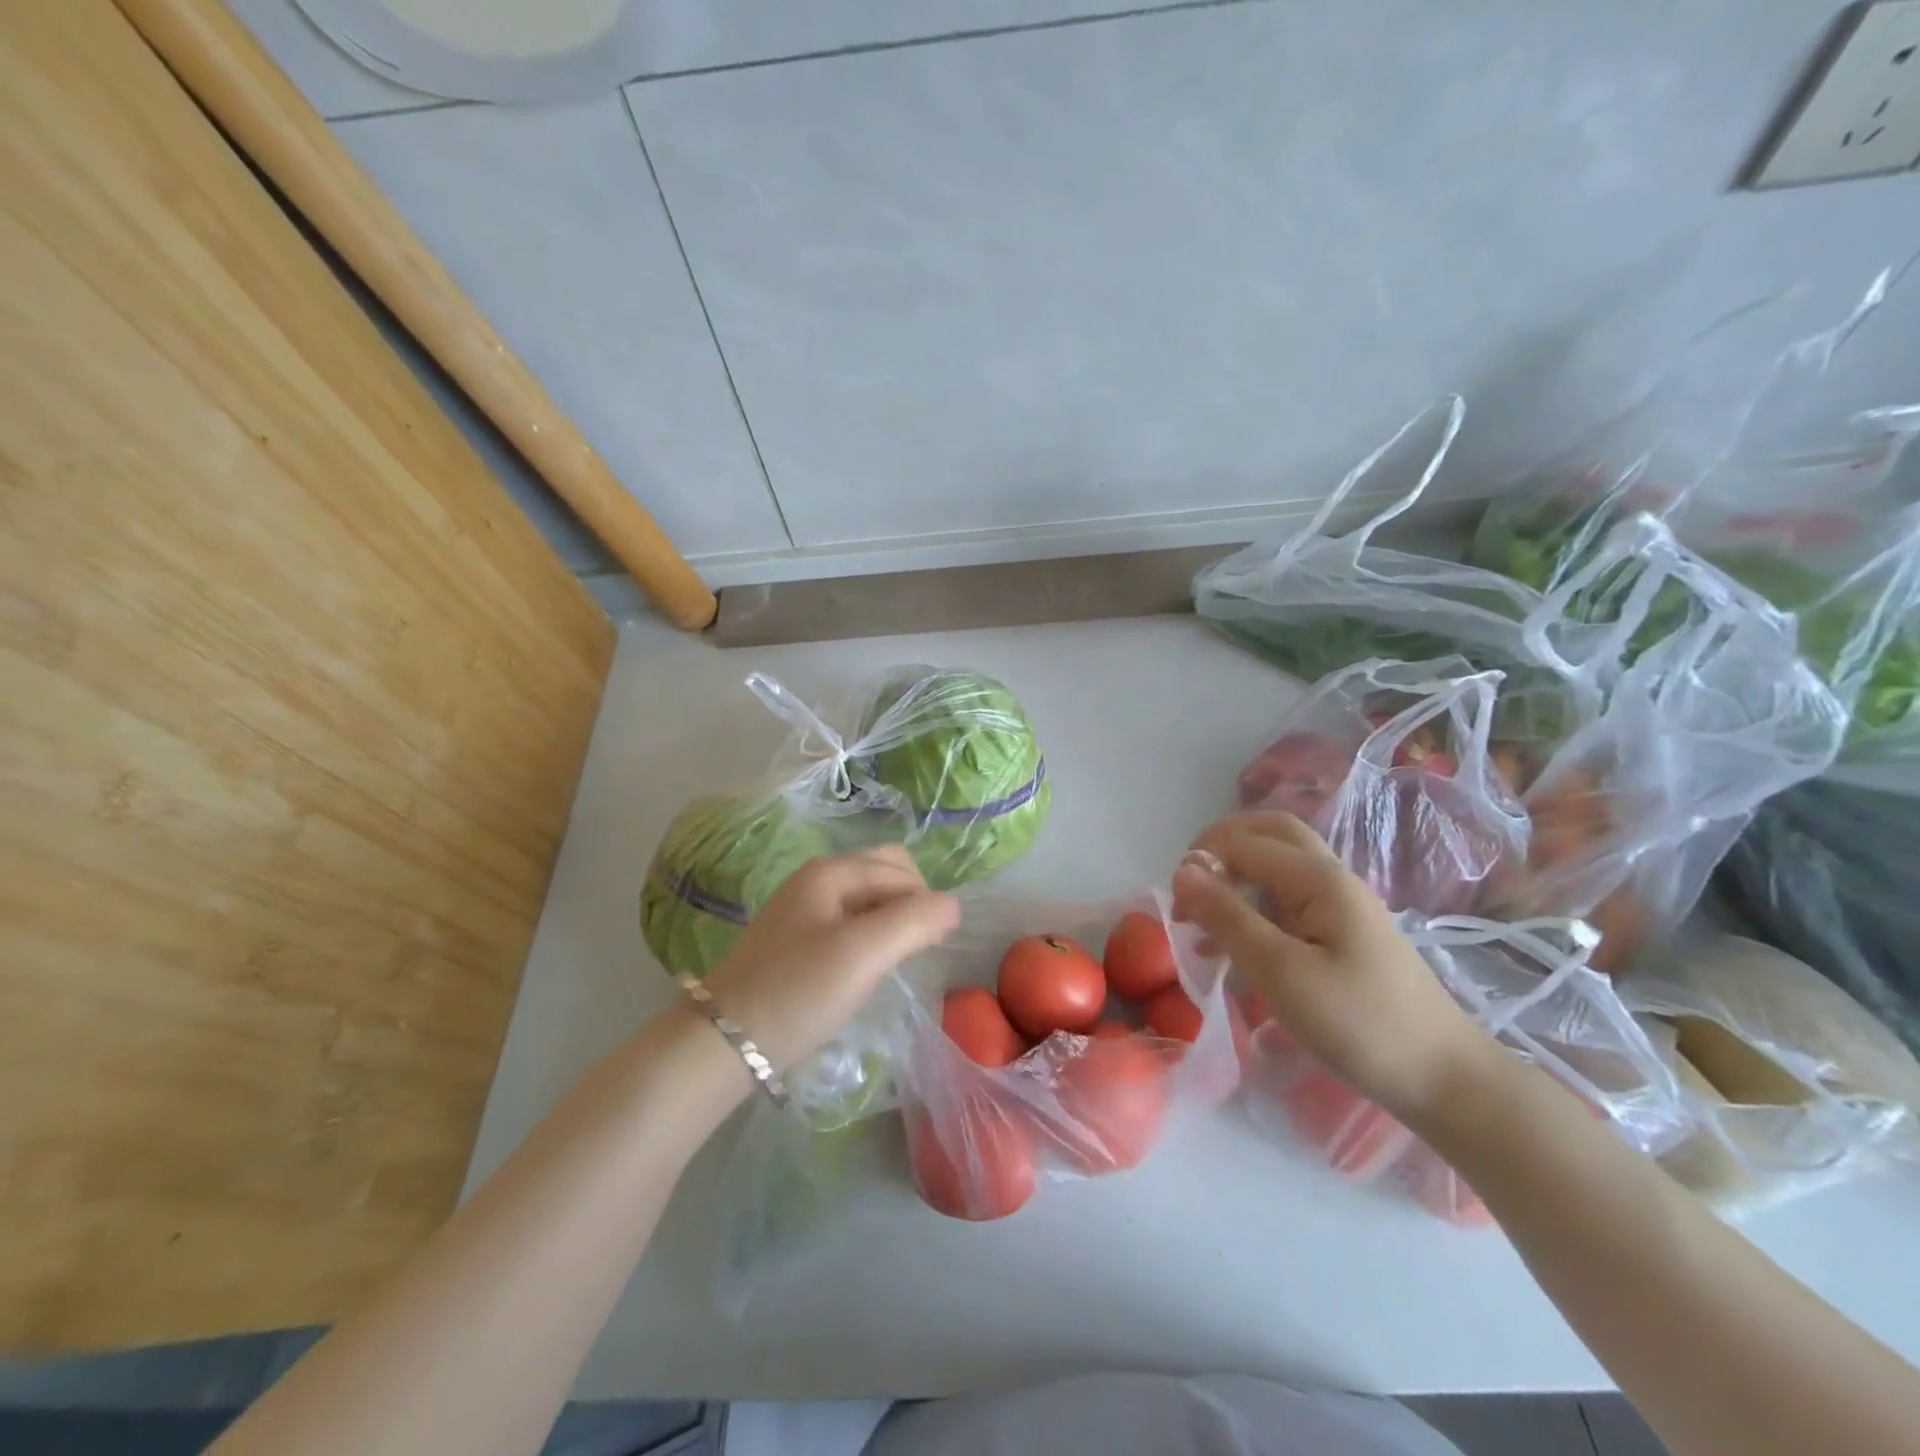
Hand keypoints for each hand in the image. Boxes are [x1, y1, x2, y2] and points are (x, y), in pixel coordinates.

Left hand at [700, 845, 959, 1074]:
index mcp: (830, 871)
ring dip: (891, 924)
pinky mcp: (797, 942)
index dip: (925, 902)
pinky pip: (850, 925)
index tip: (929, 948)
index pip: (901, 870)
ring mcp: (803, 911)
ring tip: (892, 965)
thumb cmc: (798, 992)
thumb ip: (914, 921)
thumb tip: (952, 905)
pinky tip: (865, 973)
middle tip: (914, 950)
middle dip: (910, 905)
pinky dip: (870, 940)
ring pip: (868, 902)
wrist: (723, 1044)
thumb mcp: (863, 954)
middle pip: (885, 875)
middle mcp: (816, 880)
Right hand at [1172, 812, 1492, 1119]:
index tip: (1178, 908)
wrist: (1444, 1079)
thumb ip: (1228, 917)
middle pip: (1268, 834)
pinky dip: (1254, 905)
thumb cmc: (1358, 1024)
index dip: (1202, 862)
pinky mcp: (1343, 933)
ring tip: (1205, 919)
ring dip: (1236, 876)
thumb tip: (1182, 871)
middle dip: (1220, 849)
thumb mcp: (1280, 972)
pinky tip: (1238, 943)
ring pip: (1278, 865)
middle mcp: (1331, 878)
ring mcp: (1341, 905)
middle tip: (1190, 889)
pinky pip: (1289, 899)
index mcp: (1318, 878)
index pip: (1243, 842)